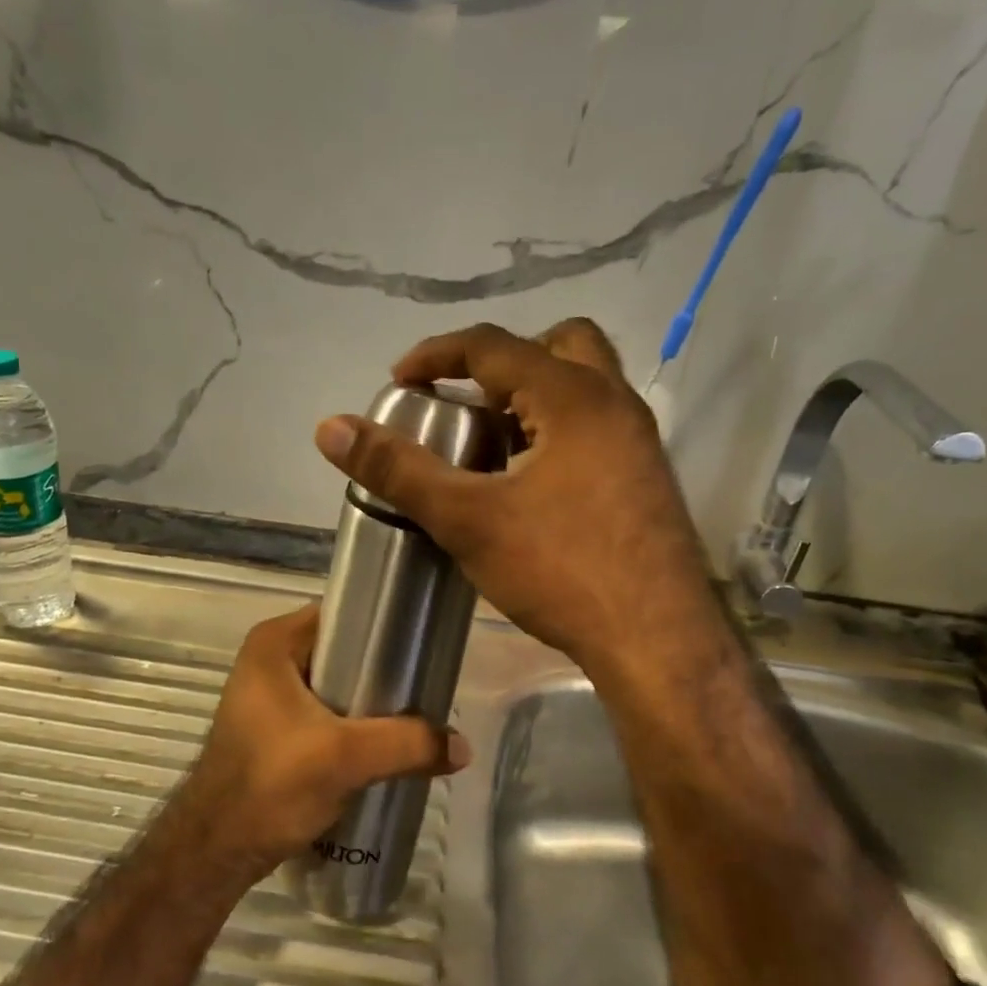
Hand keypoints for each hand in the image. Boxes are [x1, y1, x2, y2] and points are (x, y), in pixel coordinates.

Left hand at [175, 604, 469, 878]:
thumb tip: (464, 747)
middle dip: (385, 672)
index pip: (345, 614)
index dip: (386, 626)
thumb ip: (407, 744)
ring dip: (373, 704)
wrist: (216, 851)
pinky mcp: (277, 730)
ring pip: (339, 687)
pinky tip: (387, 745)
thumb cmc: (270, 785)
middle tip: (428, 687)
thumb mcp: (345, 758)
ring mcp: (271, 696)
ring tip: (417, 717)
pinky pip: (328, 714)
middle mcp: (270, 660)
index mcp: (275, 642)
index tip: (426, 644)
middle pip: (345, 652)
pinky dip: (356, 726)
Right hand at [313, 319, 716, 681]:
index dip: (437, 354)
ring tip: (490, 444)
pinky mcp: (647, 478)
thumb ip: (398, 470)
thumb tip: (330, 428)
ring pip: (582, 387)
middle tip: (464, 402)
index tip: (400, 381)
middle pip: (556, 345)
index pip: (493, 345)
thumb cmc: (561, 570)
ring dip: (531, 397)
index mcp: (572, 396)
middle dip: (501, 363)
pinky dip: (556, 429)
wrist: (657, 641)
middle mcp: (614, 403)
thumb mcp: (467, 519)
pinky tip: (529, 483)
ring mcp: (639, 441)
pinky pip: (596, 426)